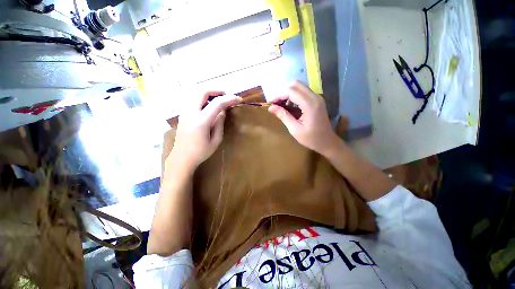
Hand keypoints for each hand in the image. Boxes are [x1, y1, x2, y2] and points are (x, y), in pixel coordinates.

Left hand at [168, 91, 240, 170]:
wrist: (182, 158)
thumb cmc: (201, 152)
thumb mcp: (215, 140)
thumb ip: (219, 124)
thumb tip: (222, 111)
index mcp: (201, 121)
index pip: (217, 103)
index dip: (229, 99)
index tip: (238, 99)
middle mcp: (191, 113)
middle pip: (202, 91)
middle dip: (217, 90)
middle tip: (227, 95)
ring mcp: (184, 112)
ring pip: (196, 93)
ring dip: (209, 93)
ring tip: (219, 99)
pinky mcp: (183, 114)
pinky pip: (193, 99)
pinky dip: (203, 98)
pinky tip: (209, 105)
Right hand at [268, 81, 340, 155]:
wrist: (327, 142)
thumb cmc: (311, 138)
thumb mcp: (295, 129)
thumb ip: (283, 116)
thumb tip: (271, 108)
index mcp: (310, 105)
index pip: (291, 91)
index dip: (278, 95)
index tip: (270, 103)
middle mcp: (315, 97)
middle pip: (295, 84)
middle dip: (283, 92)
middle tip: (276, 104)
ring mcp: (317, 97)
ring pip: (299, 87)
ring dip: (288, 93)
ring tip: (281, 105)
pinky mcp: (317, 100)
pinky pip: (303, 92)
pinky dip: (294, 96)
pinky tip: (290, 106)